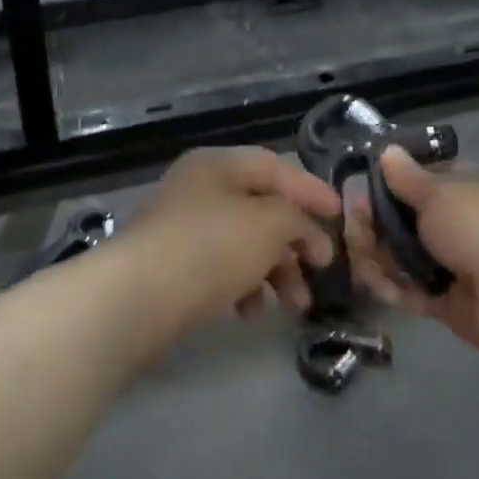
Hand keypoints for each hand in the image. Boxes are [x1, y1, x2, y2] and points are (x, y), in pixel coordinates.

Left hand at [118, 148, 340, 333]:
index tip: (341, 216)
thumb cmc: (212, 246)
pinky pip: (221, 270)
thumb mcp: (270, 223)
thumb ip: (299, 220)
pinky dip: (243, 287)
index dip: (312, 190)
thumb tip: (309, 236)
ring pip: (244, 244)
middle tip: (321, 269)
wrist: (138, 298)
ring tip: (294, 306)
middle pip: (261, 209)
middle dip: (296, 242)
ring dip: (276, 272)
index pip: (276, 167)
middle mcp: (199, 190)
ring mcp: (183, 229)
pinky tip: (249, 312)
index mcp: (218, 165)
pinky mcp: (173, 268)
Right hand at [345, 148, 478, 361]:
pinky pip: (408, 292)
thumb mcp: (439, 193)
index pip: (416, 182)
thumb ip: (406, 178)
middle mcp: (454, 225)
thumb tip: (386, 150)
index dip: (386, 185)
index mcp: (460, 191)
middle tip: (351, 226)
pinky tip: (374, 281)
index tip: (356, 188)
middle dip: (372, 224)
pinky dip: (390, 287)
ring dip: (376, 256)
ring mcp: (449, 265)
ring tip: (358, 256)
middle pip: (401, 222)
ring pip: (400, 258)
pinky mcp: (444, 303)